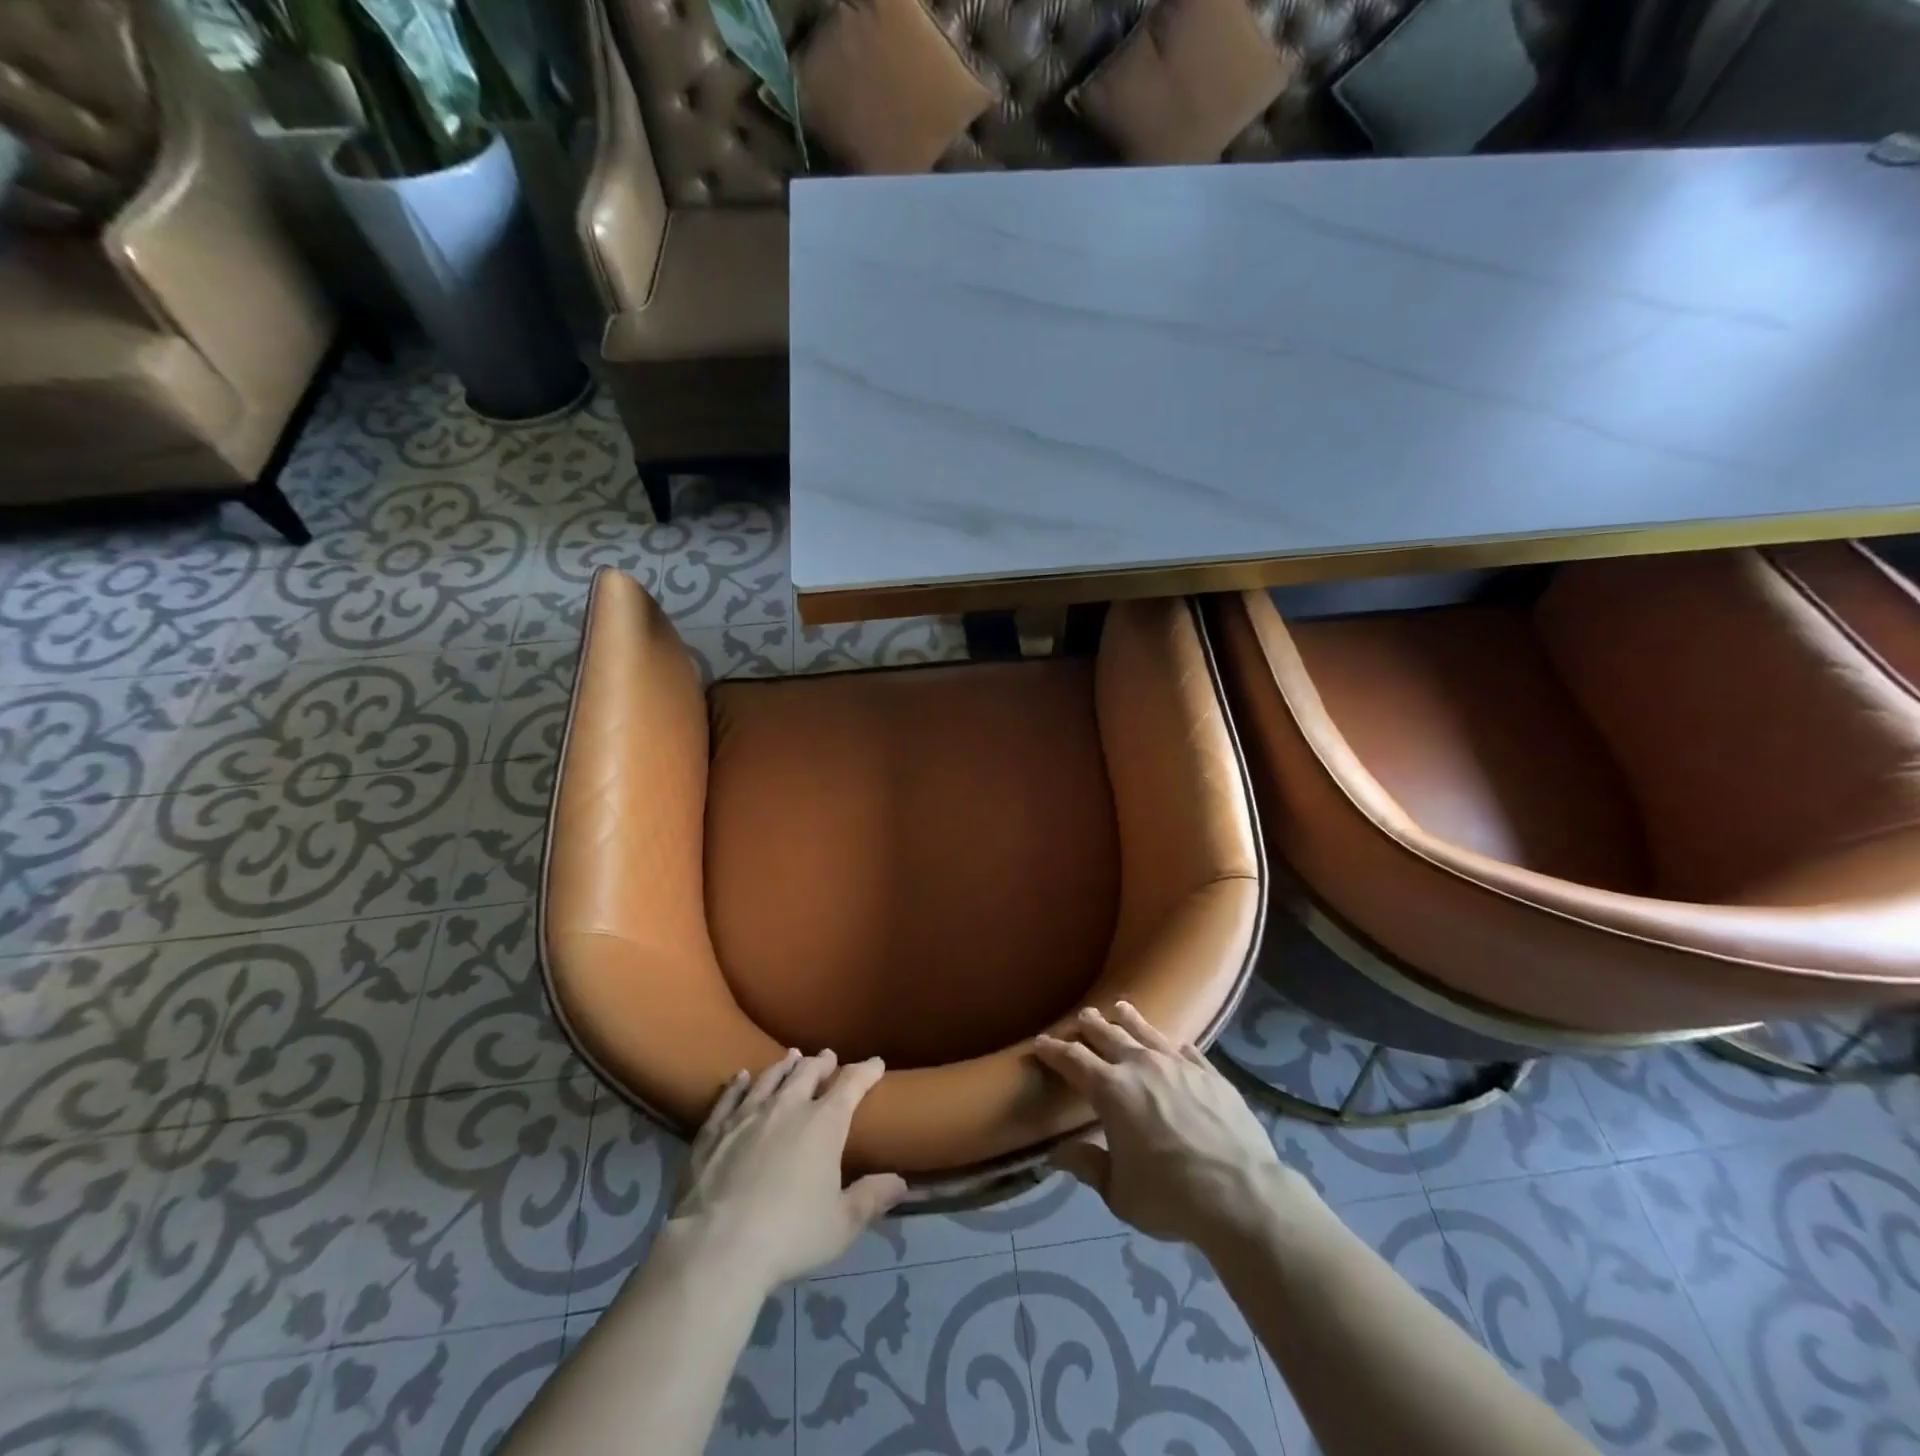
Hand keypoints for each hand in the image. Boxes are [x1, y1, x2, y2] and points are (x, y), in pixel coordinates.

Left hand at [669, 1049, 907, 1290]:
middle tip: (827, 1057)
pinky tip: (742, 1077)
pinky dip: (739, 1084)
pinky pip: (730, 1097)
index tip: (876, 1064)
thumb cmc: (789, 1235)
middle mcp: (787, 1107)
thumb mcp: (841, 1224)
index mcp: (823, 1123)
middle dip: (822, 1063)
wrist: (718, 1247)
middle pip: (808, 1072)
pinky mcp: (714, 1130)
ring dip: (785, 1066)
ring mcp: (747, 1115)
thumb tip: (901, 1182)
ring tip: (792, 1057)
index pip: (851, 1084)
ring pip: (770, 1078)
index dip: (866, 1071)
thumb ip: (871, 1198)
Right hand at [1034, 1003, 1301, 1250]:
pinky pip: (1187, 1051)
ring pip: (1147, 1032)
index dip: (1054, 1050)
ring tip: (1120, 1007)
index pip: (1073, 1060)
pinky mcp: (1211, 1075)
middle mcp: (1141, 1066)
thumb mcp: (1119, 1193)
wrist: (1242, 1194)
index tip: (1041, 1041)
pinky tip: (1175, 1043)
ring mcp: (1179, 1066)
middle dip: (1090, 1025)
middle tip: (1082, 1016)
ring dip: (1129, 1020)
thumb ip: (1088, 1166)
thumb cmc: (1171, 1197)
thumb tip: (1056, 1154)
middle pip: (1108, 1036)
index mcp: (1111, 1090)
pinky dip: (1174, 1046)